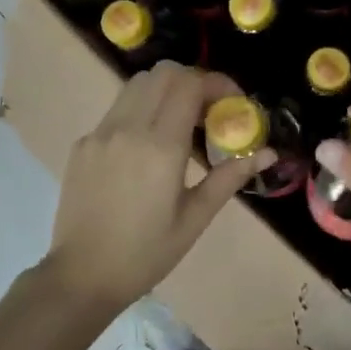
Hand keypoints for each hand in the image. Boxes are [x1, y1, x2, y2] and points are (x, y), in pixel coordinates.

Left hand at [39, 62, 270, 317]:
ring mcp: (99, 134)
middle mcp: (127, 128)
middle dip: (193, 81)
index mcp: (160, 147)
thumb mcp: (195, 218)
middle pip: (163, 73)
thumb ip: (230, 177)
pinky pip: (117, 111)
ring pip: (136, 86)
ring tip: (181, 125)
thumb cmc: (146, 253)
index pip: (190, 84)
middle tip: (209, 110)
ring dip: (165, 92)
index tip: (234, 102)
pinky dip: (140, 113)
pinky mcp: (82, 145)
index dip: (217, 83)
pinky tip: (147, 150)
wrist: (81, 276)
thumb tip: (268, 153)